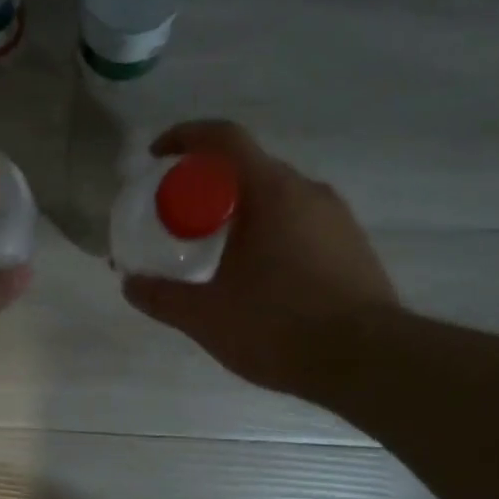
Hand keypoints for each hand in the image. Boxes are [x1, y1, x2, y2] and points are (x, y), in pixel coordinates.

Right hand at [122, 121, 397, 404]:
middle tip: (179, 218)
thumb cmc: (280, 328)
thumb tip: (130, 284)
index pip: (224, 139)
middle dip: (208, 185)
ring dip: (241, 213)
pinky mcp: (353, 247)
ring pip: (278, 198)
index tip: (156, 158)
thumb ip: (163, 297)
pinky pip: (301, 223)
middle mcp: (309, 192)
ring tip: (216, 252)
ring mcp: (338, 218)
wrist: (368, 361)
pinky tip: (259, 277)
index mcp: (271, 192)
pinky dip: (271, 233)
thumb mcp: (207, 317)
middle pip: (249, 169)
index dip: (184, 137)